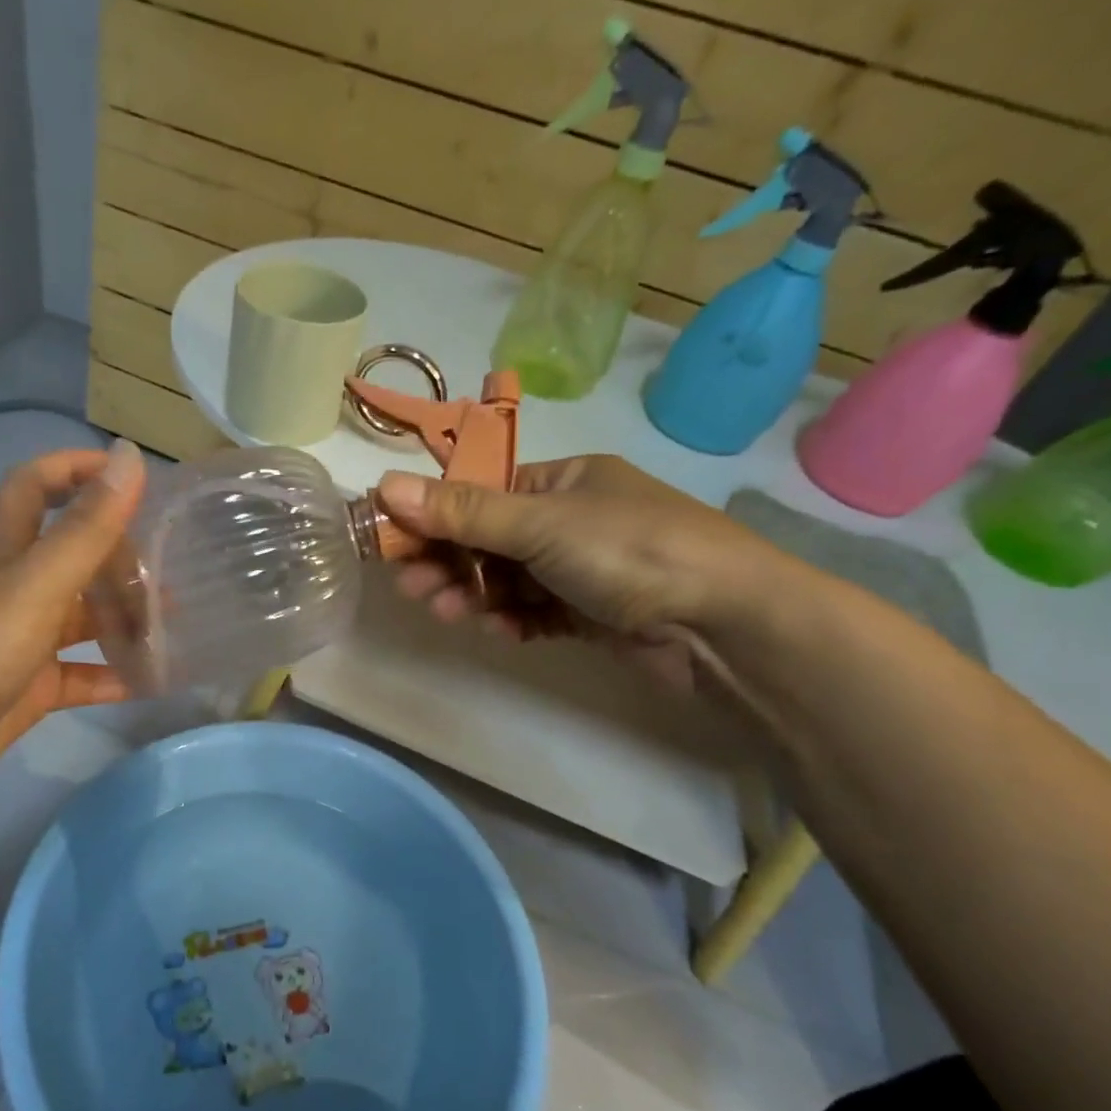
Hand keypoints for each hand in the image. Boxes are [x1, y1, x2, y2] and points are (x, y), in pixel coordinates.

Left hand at [0, 441, 145, 808]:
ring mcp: (21, 640)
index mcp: (8, 548)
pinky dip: (113, 675)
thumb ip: (86, 528)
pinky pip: (80, 675)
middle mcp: (15, 586)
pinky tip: (151, 680)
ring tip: (175, 622)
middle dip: (120, 553)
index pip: (39, 484)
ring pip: (82, 616)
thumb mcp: (35, 583)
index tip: (132, 476)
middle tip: (173, 567)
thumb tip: (129, 457)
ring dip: (124, 616)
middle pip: (73, 554)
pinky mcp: (28, 687)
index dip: (78, 468)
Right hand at [375, 455, 783, 689]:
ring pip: (510, 579)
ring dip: (475, 594)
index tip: (394, 540)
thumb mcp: (540, 524)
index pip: (483, 492)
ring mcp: (584, 568)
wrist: (725, 624)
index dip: (436, 516)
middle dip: (450, 562)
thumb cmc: (630, 551)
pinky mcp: (594, 613)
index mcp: (565, 480)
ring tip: (444, 612)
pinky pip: (537, 611)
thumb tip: (385, 486)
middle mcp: (573, 519)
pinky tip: (498, 630)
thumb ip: (463, 511)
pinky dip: (513, 619)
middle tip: (411, 586)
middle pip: (491, 539)